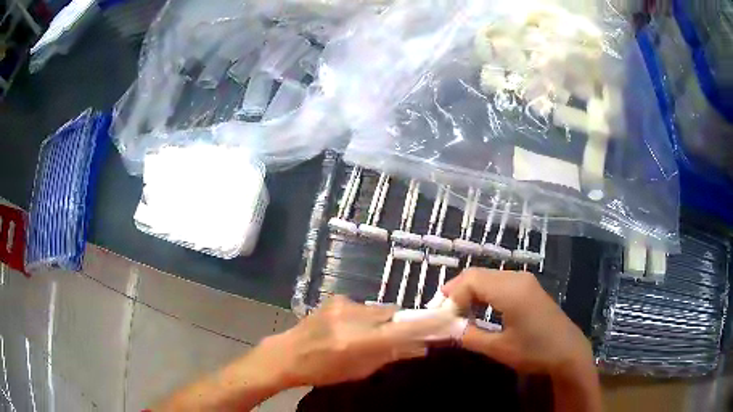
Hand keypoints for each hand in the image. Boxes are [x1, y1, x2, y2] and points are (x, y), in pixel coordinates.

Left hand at [257, 296, 452, 387]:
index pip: (402, 329)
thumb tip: (421, 347)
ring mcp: (343, 305)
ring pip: (378, 309)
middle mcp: (353, 318)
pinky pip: (362, 306)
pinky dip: (364, 316)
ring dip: (380, 320)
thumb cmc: (324, 370)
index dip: (425, 324)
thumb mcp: (359, 371)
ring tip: (367, 334)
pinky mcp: (335, 298)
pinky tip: (350, 327)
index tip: (443, 321)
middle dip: (399, 323)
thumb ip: (391, 356)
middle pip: (392, 313)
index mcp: (359, 341)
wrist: (288, 354)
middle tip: (398, 335)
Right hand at [443, 269, 592, 376]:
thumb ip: (469, 335)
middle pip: (477, 274)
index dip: (451, 296)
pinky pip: (499, 282)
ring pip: (488, 277)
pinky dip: (484, 293)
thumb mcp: (498, 348)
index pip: (470, 280)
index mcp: (510, 290)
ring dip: (470, 292)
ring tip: (459, 314)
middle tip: (445, 314)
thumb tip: (446, 329)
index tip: (441, 317)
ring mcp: (524, 280)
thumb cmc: (534, 351)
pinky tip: (480, 311)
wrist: (568, 352)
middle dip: (457, 292)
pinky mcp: (528, 287)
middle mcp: (516, 277)